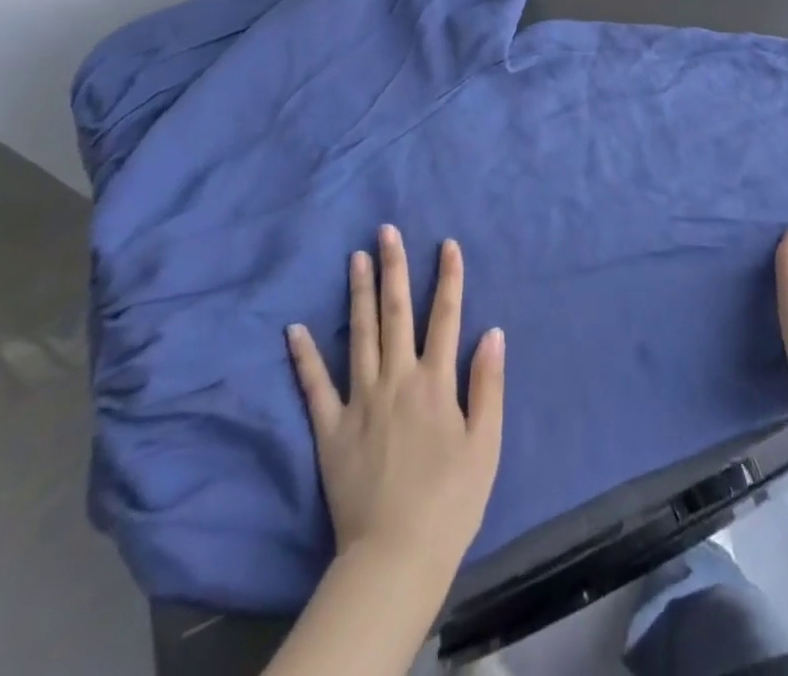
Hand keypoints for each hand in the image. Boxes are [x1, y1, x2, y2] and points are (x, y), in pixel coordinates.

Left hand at [287, 227, 504, 583]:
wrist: (396, 557)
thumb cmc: (450, 501)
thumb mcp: (485, 444)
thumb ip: (488, 384)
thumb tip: (492, 331)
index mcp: (435, 382)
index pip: (445, 316)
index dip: (448, 277)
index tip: (447, 243)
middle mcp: (396, 379)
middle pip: (396, 313)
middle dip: (394, 268)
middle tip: (386, 230)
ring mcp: (359, 401)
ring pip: (358, 335)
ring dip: (357, 293)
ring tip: (355, 257)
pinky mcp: (330, 429)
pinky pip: (314, 387)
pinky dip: (305, 356)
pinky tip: (294, 328)